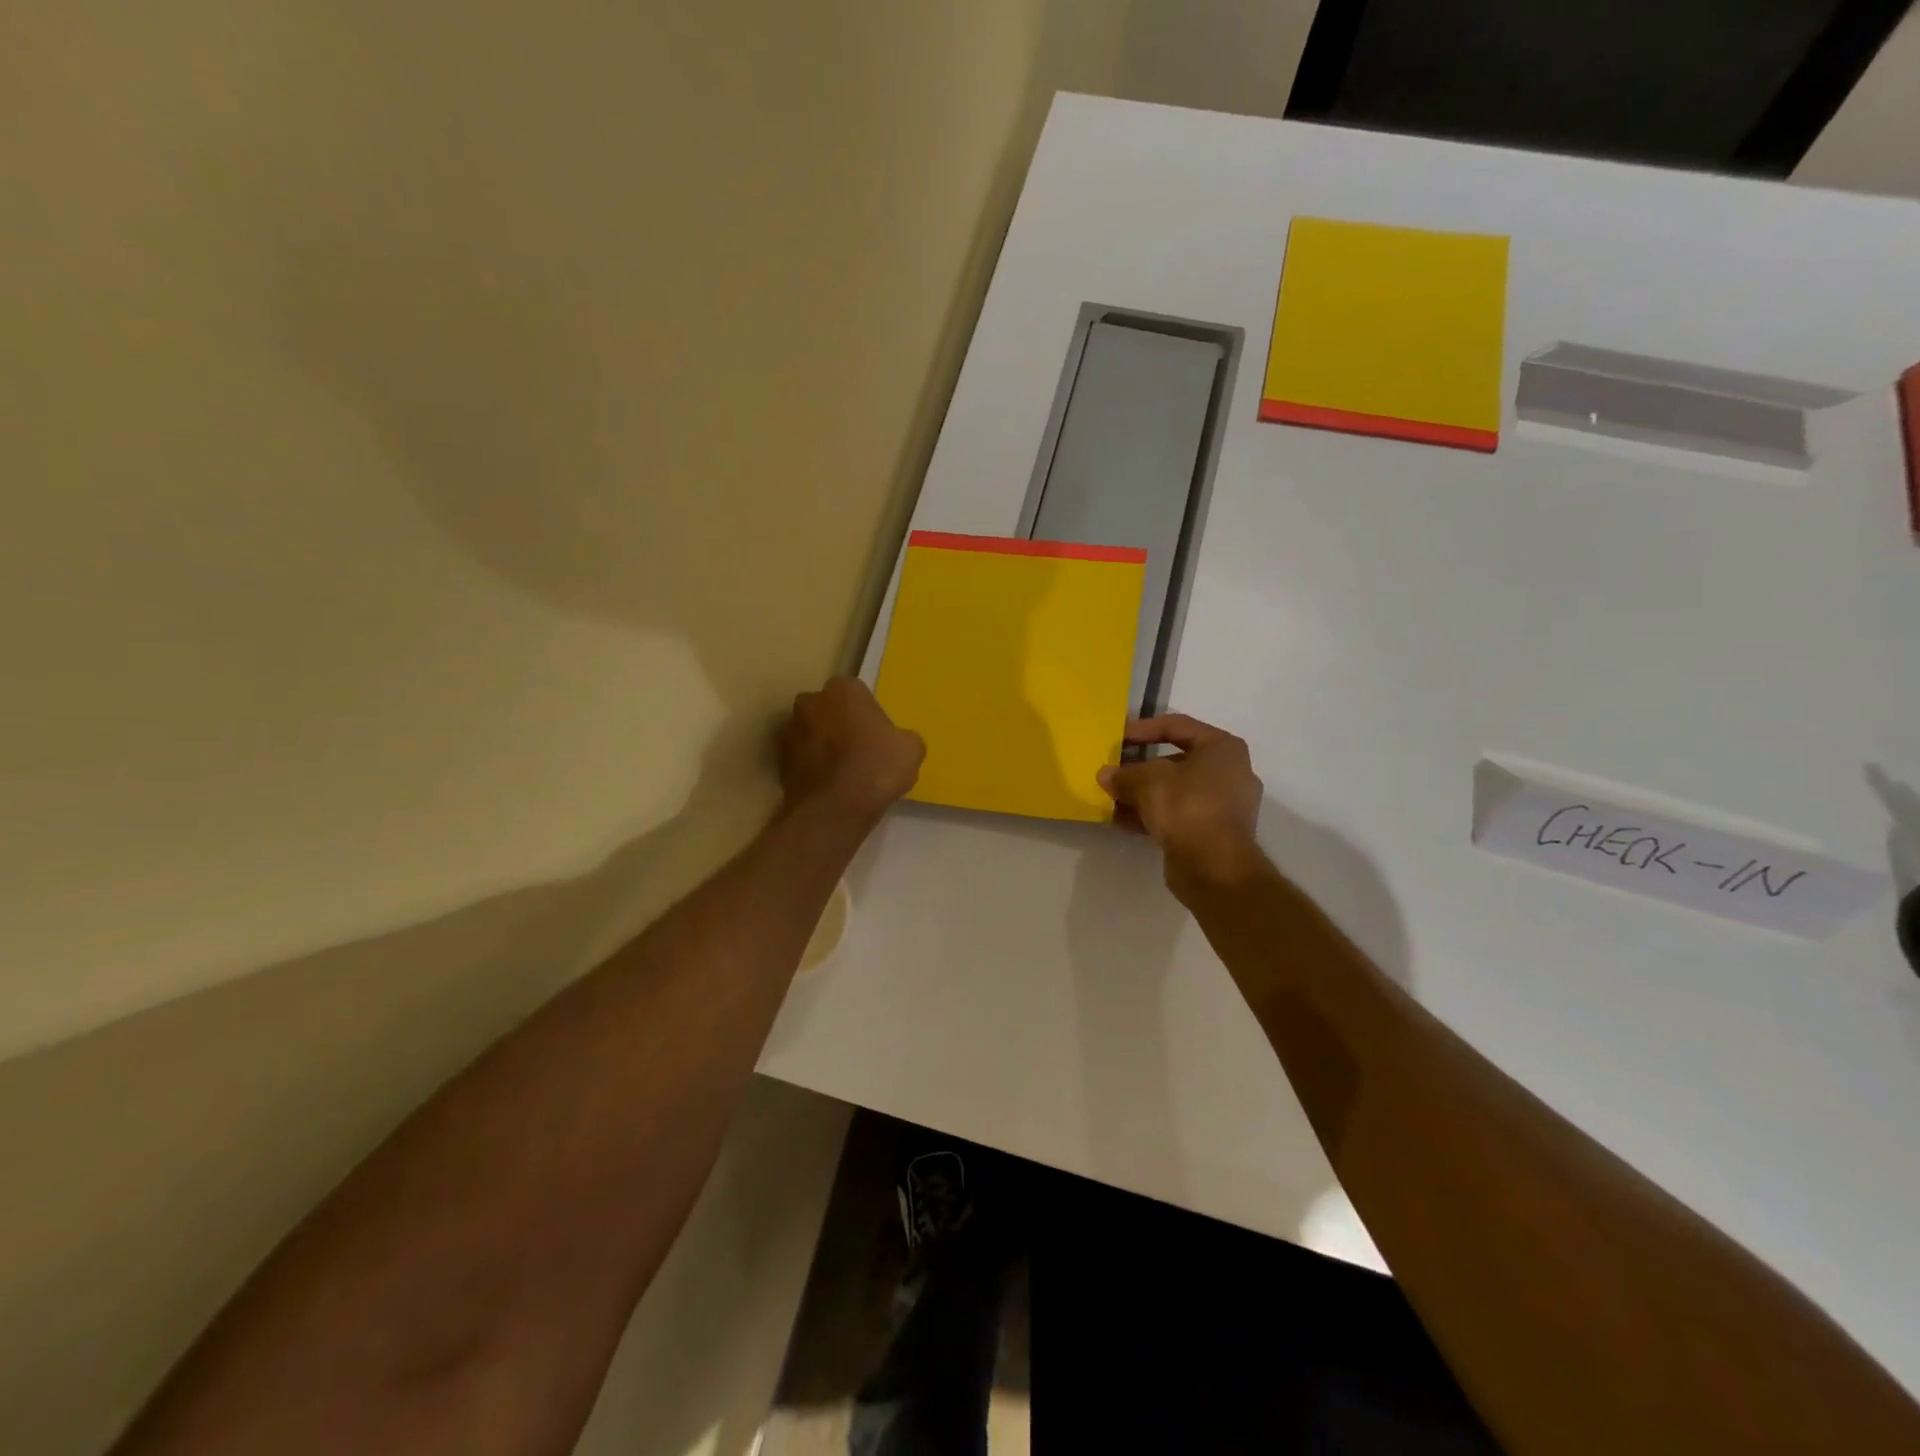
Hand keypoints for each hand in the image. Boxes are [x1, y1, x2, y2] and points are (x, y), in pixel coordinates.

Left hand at [779, 677, 924, 824]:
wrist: (834, 810)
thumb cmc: (877, 768)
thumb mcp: (912, 749)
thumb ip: (902, 737)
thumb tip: (896, 742)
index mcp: (843, 689)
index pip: (857, 693)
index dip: (868, 714)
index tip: (877, 735)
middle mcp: (810, 702)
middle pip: (829, 710)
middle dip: (840, 724)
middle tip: (860, 751)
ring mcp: (790, 731)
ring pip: (812, 733)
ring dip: (823, 746)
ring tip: (844, 774)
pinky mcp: (779, 761)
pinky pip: (801, 759)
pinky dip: (812, 768)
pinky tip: (830, 788)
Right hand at [1098, 714, 1264, 895]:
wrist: (1215, 868)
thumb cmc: (1187, 807)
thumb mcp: (1147, 781)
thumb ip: (1124, 774)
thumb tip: (1106, 775)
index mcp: (1222, 748)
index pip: (1177, 726)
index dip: (1142, 729)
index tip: (1116, 737)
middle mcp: (1229, 772)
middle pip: (1175, 761)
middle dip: (1140, 767)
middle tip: (1113, 770)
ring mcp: (1224, 805)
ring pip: (1175, 791)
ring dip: (1142, 794)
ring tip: (1111, 798)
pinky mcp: (1214, 832)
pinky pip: (1178, 814)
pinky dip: (1152, 815)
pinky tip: (1121, 821)